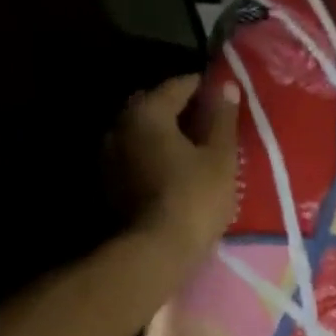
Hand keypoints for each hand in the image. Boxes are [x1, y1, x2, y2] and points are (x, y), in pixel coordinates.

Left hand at [111, 73, 240, 273]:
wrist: (157, 250)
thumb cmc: (195, 197)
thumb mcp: (220, 157)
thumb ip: (223, 118)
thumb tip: (227, 85)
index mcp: (147, 111)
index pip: (179, 86)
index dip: (204, 88)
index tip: (224, 96)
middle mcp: (120, 125)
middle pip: (155, 107)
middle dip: (181, 111)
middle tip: (210, 124)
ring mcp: (109, 156)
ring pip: (143, 134)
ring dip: (166, 136)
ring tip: (194, 150)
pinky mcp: (109, 184)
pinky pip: (136, 158)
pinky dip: (154, 157)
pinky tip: (174, 171)